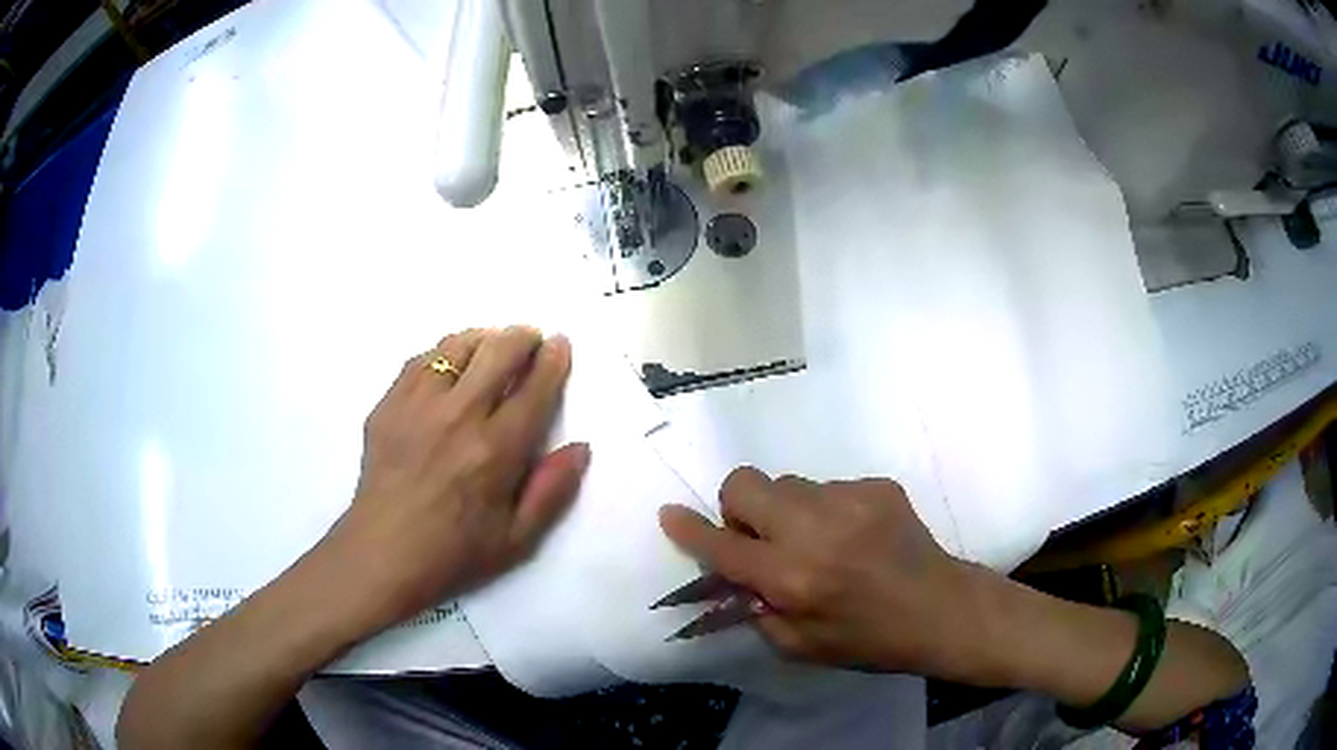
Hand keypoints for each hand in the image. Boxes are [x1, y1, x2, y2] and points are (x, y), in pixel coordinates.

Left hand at [321, 326, 589, 634]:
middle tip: (531, 339)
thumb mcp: (518, 539)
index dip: (553, 360)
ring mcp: (417, 405)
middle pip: (498, 351)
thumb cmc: (454, 553)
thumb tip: (581, 447)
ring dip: (483, 339)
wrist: (382, 554)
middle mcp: (458, 416)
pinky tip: (449, 367)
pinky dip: (443, 353)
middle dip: (523, 337)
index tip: (560, 344)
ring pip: (457, 346)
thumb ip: (552, 490)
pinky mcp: (388, 405)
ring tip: (492, 347)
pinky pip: (420, 360)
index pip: (534, 388)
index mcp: (495, 451)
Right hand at [660, 468, 977, 675]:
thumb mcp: (801, 647)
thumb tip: (732, 578)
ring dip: (788, 510)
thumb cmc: (869, 640)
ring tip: (821, 542)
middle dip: (739, 508)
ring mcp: (849, 500)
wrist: (941, 609)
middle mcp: (814, 530)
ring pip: (788, 484)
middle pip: (745, 484)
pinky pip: (829, 487)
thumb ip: (757, 611)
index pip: (723, 546)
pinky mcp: (877, 486)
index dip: (690, 530)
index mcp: (793, 578)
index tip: (670, 514)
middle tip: (763, 538)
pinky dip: (828, 510)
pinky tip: (856, 537)